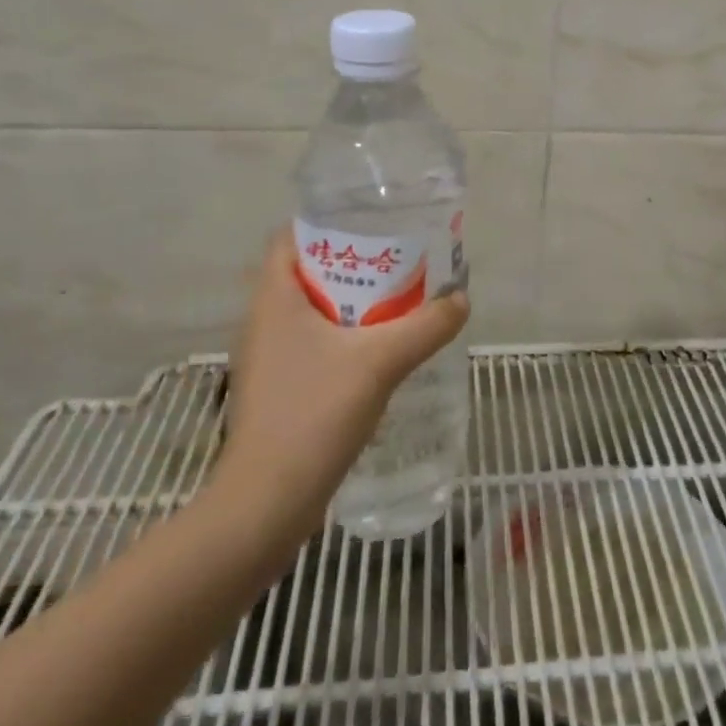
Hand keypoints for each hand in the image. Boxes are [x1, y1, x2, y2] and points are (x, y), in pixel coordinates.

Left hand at [211, 227, 469, 533]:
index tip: (372, 224)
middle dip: (353, 263)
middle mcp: (264, 321)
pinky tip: (379, 352)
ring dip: (352, 303)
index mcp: (274, 299)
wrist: (267, 503)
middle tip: (399, 261)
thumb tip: (460, 300)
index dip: (327, 223)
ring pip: (312, 311)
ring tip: (398, 301)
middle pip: (308, 272)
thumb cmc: (314, 414)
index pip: (290, 238)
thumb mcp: (380, 362)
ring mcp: (268, 358)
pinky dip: (344, 337)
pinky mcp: (278, 389)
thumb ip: (426, 326)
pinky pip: (313, 344)